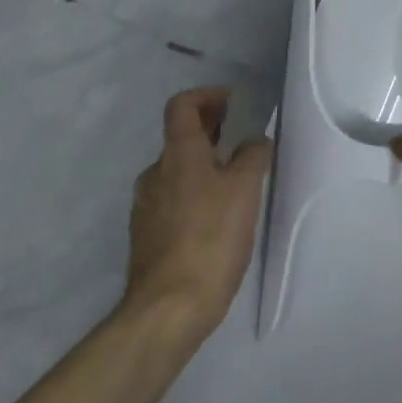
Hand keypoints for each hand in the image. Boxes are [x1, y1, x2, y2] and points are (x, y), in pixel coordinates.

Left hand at [123, 87, 272, 337]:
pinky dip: (197, 191)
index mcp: (178, 154)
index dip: (208, 96)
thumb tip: (254, 141)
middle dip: (212, 130)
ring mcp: (147, 205)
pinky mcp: (148, 234)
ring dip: (205, 163)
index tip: (235, 103)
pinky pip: (175, 198)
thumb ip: (252, 155)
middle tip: (243, 137)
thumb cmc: (211, 237)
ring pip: (178, 170)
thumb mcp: (245, 189)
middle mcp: (155, 173)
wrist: (169, 306)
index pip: (182, 106)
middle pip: (181, 137)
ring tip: (238, 179)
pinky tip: (219, 215)